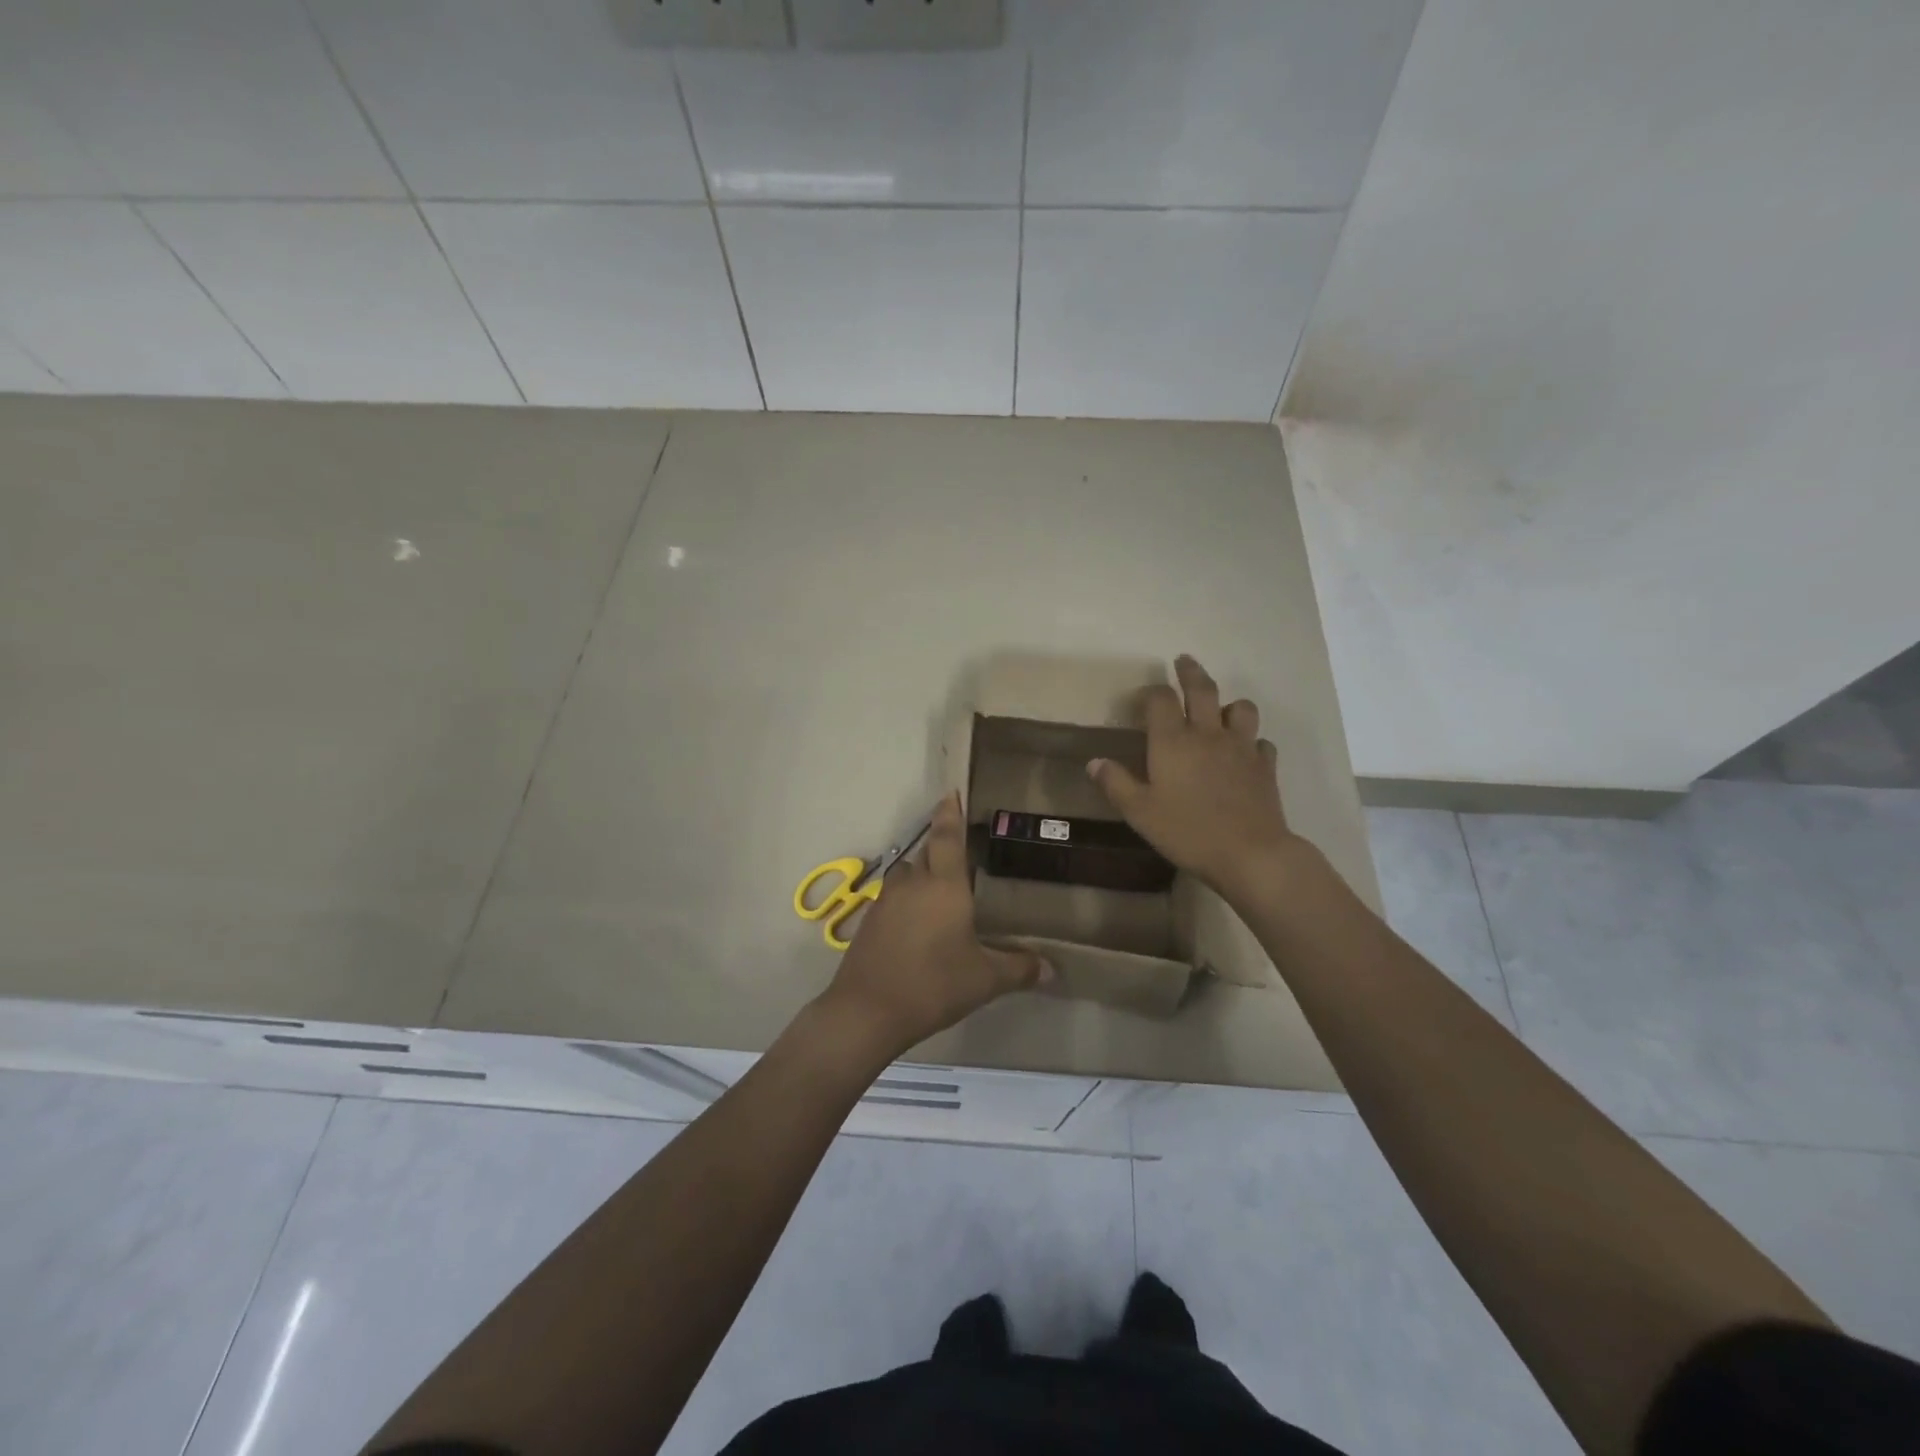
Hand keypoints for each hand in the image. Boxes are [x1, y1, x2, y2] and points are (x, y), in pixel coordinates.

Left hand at [814, 792, 1048, 1061]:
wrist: (867, 1011)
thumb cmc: (933, 985)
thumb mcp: (984, 980)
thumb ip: (1018, 968)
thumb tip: (1052, 969)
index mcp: (944, 886)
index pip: (947, 836)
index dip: (950, 813)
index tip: (951, 791)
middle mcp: (913, 883)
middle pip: (927, 853)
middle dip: (941, 849)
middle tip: (962, 856)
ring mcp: (886, 901)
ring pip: (907, 874)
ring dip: (923, 875)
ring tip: (941, 893)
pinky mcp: (870, 920)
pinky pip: (893, 897)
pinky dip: (907, 900)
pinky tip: (918, 924)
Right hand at [1088, 655, 1302, 901]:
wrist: (1250, 853)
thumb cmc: (1187, 831)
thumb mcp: (1139, 812)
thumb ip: (1115, 783)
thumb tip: (1094, 762)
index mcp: (1172, 741)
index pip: (1160, 699)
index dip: (1150, 692)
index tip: (1142, 697)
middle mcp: (1208, 734)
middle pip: (1202, 689)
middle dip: (1190, 672)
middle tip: (1183, 660)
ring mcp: (1241, 748)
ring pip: (1241, 708)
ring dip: (1229, 704)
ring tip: (1221, 710)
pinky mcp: (1265, 766)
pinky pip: (1261, 742)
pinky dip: (1252, 741)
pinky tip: (1246, 752)